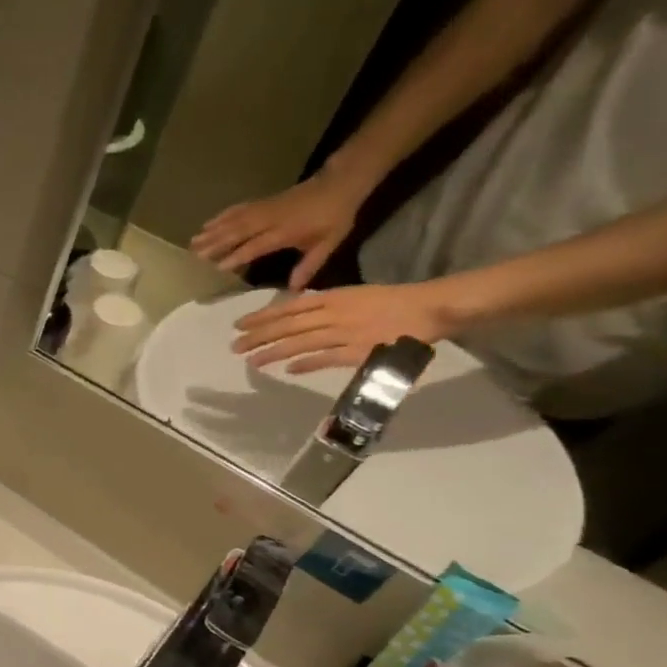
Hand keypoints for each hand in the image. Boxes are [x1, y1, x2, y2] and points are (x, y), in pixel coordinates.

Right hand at [190, 167, 369, 287]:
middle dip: (215, 243)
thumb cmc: (334, 217)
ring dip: (212, 231)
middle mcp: (270, 219)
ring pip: (234, 220)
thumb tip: (294, 290)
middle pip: (238, 231)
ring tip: (193, 242)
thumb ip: (309, 266)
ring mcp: (264, 209)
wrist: (340, 183)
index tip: (218, 267)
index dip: (237, 256)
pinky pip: (238, 209)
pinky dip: (221, 216)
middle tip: (195, 255)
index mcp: (286, 231)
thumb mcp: (328, 244)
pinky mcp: (262, 202)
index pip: (257, 245)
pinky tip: (208, 223)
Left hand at [232, 281, 457, 373]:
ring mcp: (346, 333)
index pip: (288, 308)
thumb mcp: (353, 296)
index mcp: (333, 298)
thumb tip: (295, 313)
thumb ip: (324, 305)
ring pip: (301, 342)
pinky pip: (327, 358)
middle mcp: (334, 314)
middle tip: (234, 346)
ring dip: (274, 352)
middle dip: (258, 336)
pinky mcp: (359, 351)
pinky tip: (288, 370)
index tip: (238, 325)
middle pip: (288, 326)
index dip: (262, 317)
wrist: (432, 306)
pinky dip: (307, 363)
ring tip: (252, 361)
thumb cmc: (392, 301)